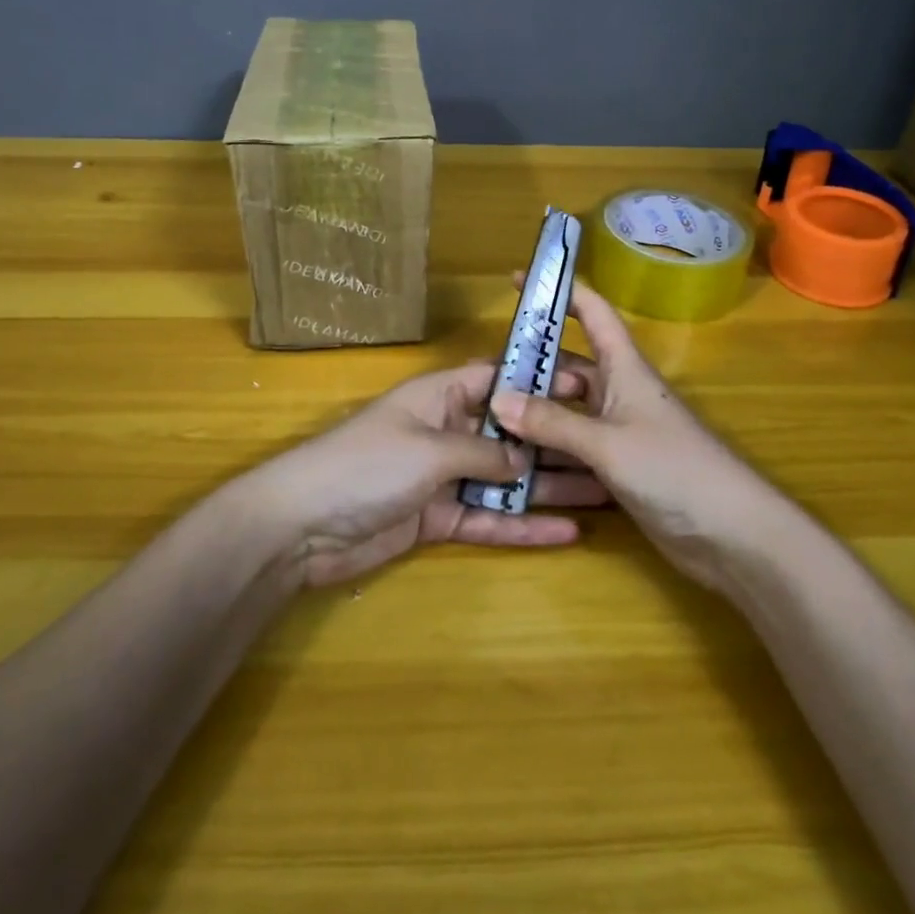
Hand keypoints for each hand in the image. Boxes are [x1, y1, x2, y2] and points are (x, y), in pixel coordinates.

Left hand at [240, 360, 609, 588]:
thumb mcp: (429, 450)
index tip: (588, 389)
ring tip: (606, 493)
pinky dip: (522, 526)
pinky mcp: (438, 519)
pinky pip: (489, 518)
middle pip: (511, 434)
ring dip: (550, 488)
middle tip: (612, 449)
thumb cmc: (366, 465)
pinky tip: (567, 533)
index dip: (541, 383)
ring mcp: (444, 477)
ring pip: (506, 480)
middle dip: (556, 442)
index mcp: (441, 397)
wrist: (302, 526)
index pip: (499, 381)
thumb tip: (526, 460)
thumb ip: (483, 453)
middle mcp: (447, 431)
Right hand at [489, 279, 770, 590]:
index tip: (519, 280)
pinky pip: (573, 449)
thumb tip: (497, 398)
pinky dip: (547, 451)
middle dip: (531, 367)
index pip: (592, 313)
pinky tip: (513, 460)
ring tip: (486, 416)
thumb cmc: (674, 470)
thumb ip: (552, 422)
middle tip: (482, 374)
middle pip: (569, 367)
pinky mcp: (618, 468)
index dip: (560, 292)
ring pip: (567, 412)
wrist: (733, 536)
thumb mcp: (607, 443)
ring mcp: (619, 432)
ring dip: (534, 414)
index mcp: (624, 369)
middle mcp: (619, 393)